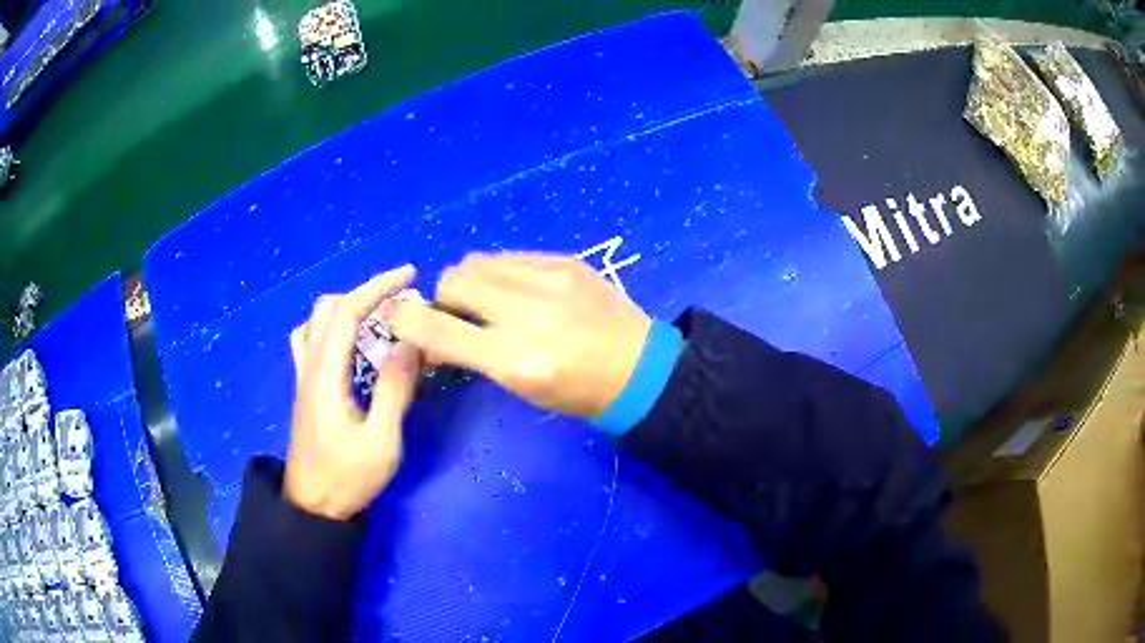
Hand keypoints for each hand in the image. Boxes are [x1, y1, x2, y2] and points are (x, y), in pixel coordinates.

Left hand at [284, 266, 422, 519]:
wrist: (312, 506)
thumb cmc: (347, 478)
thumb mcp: (381, 442)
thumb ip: (394, 391)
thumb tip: (410, 343)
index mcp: (326, 375)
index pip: (346, 312)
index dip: (377, 286)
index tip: (409, 276)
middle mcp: (309, 367)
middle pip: (326, 309)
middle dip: (362, 294)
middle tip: (396, 303)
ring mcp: (303, 378)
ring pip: (314, 322)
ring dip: (344, 309)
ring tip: (374, 319)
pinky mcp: (305, 390)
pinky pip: (310, 341)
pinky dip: (331, 328)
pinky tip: (349, 346)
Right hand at [390, 253, 650, 417]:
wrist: (640, 368)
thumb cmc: (577, 392)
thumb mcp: (519, 386)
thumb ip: (468, 354)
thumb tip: (426, 335)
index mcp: (515, 360)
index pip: (437, 330)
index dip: (407, 323)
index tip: (402, 322)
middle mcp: (528, 313)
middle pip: (452, 280)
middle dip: (444, 299)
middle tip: (460, 316)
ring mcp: (550, 279)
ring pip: (477, 261)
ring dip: (471, 281)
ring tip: (491, 300)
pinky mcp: (566, 260)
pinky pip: (510, 256)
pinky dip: (500, 272)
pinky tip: (520, 290)